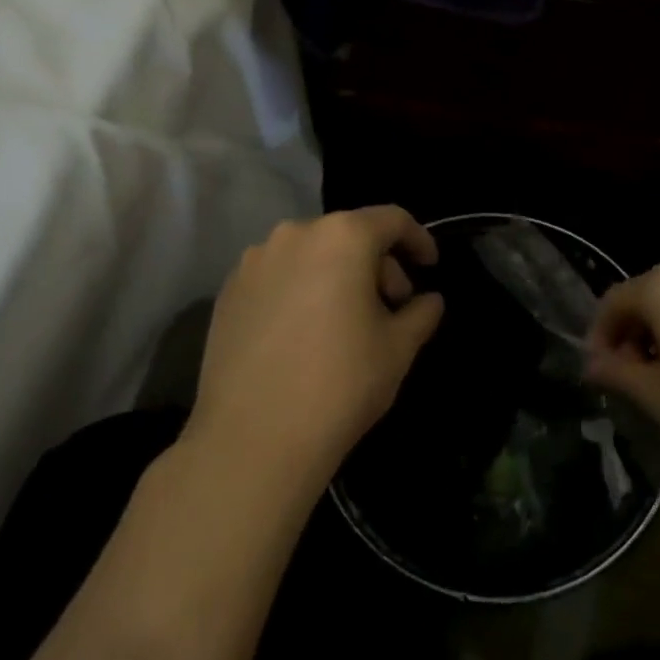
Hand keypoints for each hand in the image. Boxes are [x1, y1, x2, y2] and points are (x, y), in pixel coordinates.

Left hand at [188, 207, 443, 489]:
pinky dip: (300, 289)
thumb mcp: (398, 349)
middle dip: (377, 265)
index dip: (418, 239)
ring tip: (345, 322)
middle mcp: (295, 233)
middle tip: (391, 308)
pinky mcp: (229, 289)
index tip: (430, 266)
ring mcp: (255, 260)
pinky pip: (278, 275)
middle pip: (349, 235)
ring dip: (337, 275)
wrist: (252, 439)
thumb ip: (421, 313)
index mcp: (342, 237)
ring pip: (311, 254)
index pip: (392, 220)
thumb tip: (429, 300)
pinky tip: (303, 333)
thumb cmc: (339, 384)